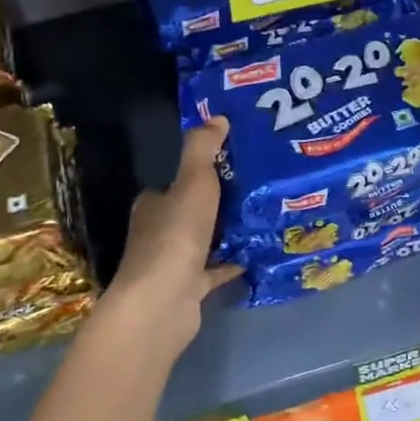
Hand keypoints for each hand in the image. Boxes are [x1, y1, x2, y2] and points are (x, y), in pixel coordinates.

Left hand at [105, 116, 241, 344]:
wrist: (163, 302)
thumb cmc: (176, 236)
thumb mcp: (193, 182)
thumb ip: (203, 149)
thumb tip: (217, 117)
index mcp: (153, 205)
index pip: (175, 183)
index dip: (201, 173)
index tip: (234, 164)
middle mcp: (158, 232)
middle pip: (192, 211)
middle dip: (220, 203)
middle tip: (258, 189)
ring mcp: (173, 263)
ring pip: (205, 241)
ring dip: (228, 232)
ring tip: (265, 217)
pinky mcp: (189, 288)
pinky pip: (216, 270)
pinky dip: (233, 263)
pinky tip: (258, 255)